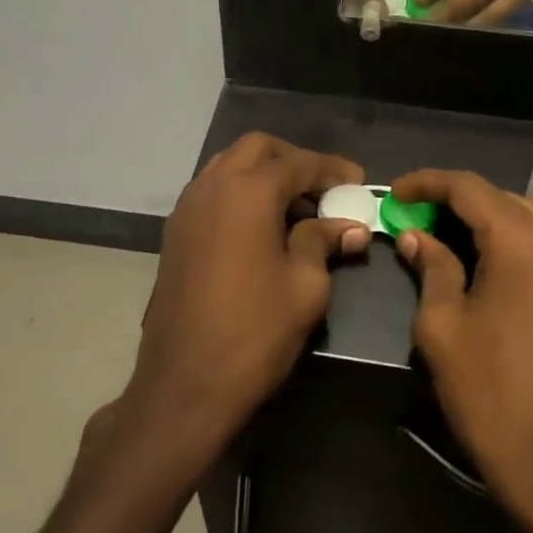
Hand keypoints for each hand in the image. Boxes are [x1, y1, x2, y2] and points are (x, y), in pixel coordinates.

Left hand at [126, 134, 369, 475]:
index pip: (297, 163)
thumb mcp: (305, 286)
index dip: (331, 169)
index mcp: (247, 192)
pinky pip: (211, 192)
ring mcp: (186, 208)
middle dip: (293, 160)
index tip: (358, 181)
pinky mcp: (174, 233)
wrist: (184, 383)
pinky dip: (239, 193)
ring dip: (263, 174)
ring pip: (228, 166)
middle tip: (323, 188)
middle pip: (257, 149)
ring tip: (295, 208)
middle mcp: (211, 187)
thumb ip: (323, 242)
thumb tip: (349, 225)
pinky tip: (262, 227)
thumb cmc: (254, 333)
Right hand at [389, 169, 532, 532]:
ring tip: (444, 233)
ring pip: (527, 220)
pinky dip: (510, 243)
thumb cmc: (487, 387)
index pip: (469, 188)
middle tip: (414, 214)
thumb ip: (432, 267)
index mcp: (522, 242)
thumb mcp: (441, 323)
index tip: (395, 193)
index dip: (427, 183)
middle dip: (455, 199)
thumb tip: (416, 237)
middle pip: (501, 199)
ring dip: (484, 219)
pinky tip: (484, 263)